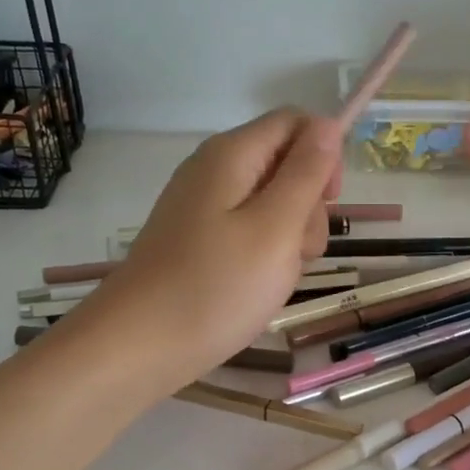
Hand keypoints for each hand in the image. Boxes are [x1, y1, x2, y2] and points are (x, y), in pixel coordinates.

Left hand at [79, 109, 340, 391]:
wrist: (140, 346)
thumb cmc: (216, 287)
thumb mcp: (276, 228)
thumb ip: (306, 173)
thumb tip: (329, 124)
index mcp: (233, 154)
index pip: (297, 122)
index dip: (324, 155)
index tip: (329, 203)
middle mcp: (215, 170)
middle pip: (285, 164)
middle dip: (308, 206)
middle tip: (294, 252)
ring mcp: (204, 207)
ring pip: (273, 205)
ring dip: (289, 238)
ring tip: (273, 278)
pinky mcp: (200, 240)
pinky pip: (249, 233)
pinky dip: (265, 257)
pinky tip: (256, 287)